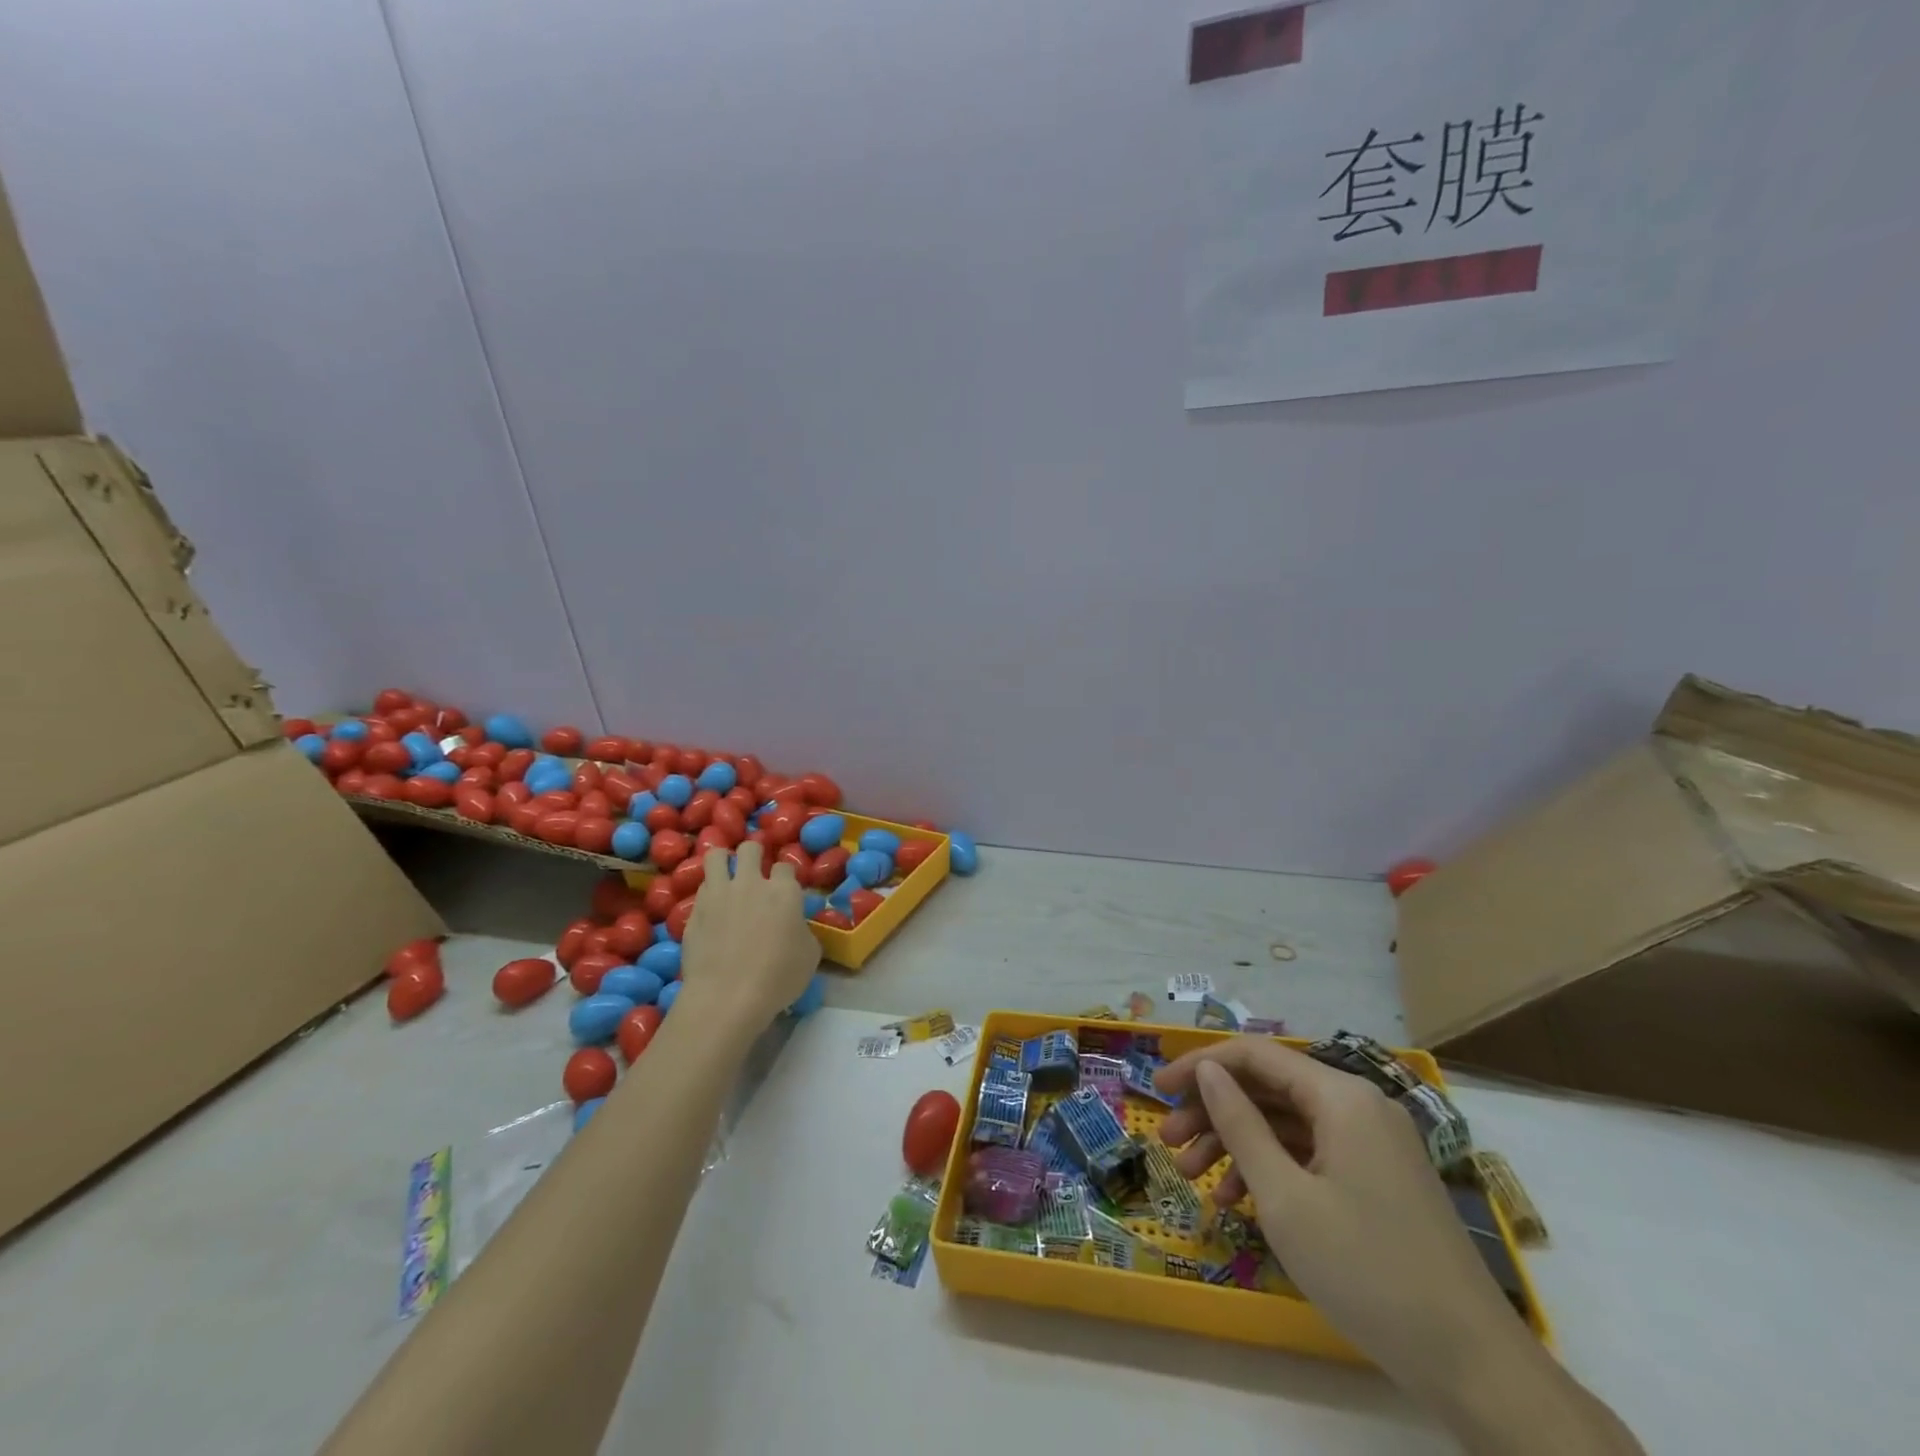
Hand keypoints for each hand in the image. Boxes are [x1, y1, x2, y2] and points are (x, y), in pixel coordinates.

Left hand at [677, 842, 820, 1029]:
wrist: (726, 997)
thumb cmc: (778, 978)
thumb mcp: (810, 956)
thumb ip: (803, 930)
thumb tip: (795, 926)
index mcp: (783, 891)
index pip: (785, 866)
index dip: (785, 875)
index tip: (785, 888)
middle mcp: (750, 883)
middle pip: (750, 848)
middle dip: (754, 853)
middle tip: (755, 869)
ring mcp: (718, 894)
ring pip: (716, 855)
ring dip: (724, 860)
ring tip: (727, 873)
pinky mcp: (694, 911)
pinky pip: (701, 888)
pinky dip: (708, 891)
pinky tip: (712, 906)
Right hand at [1155, 1038, 1527, 1403]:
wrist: (1473, 1365)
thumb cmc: (1367, 1269)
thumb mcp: (1285, 1196)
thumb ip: (1240, 1123)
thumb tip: (1208, 1070)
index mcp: (1341, 1096)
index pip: (1255, 1056)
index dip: (1200, 1066)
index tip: (1158, 1090)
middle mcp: (1359, 1106)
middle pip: (1268, 1089)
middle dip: (1213, 1112)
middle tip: (1168, 1143)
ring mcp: (1372, 1144)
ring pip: (1286, 1124)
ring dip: (1236, 1144)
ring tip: (1191, 1177)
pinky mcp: (1378, 1178)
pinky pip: (1311, 1154)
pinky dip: (1272, 1169)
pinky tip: (1238, 1201)